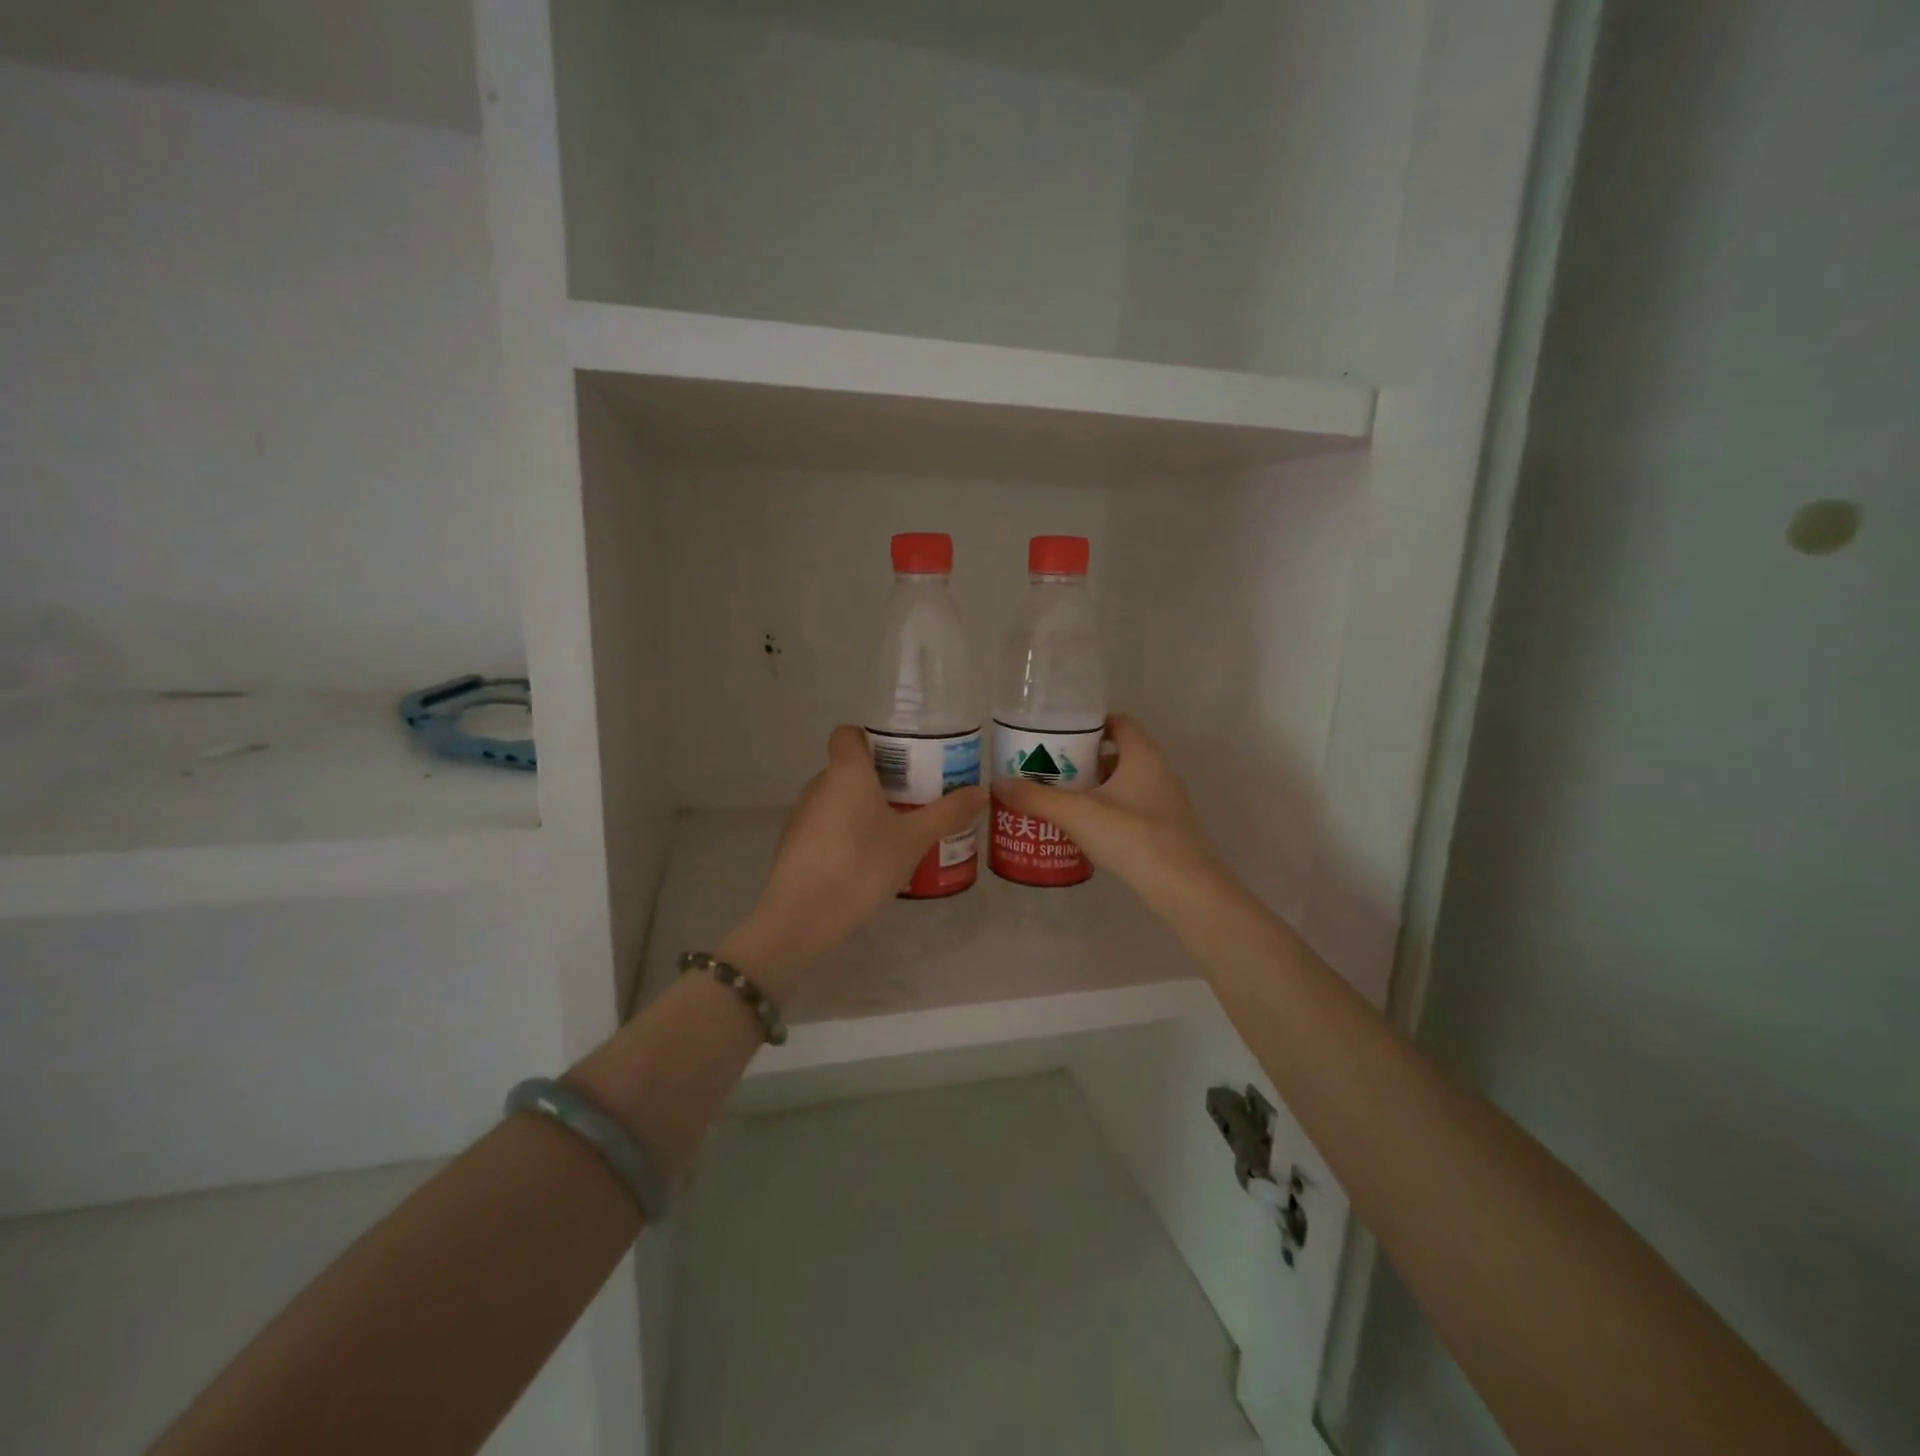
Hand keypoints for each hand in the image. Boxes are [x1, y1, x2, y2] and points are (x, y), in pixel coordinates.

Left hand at [720, 725, 987, 995]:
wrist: (802, 917)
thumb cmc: (861, 865)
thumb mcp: (913, 840)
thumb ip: (947, 813)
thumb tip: (981, 791)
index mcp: (846, 771)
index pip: (848, 733)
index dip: (872, 738)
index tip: (902, 758)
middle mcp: (819, 784)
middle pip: (849, 768)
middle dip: (880, 779)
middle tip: (915, 798)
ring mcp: (802, 816)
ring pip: (838, 799)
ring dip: (864, 808)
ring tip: (897, 832)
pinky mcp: (794, 845)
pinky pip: (827, 826)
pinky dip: (847, 833)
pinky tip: (869, 861)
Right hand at [992, 715, 1222, 915]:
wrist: (1183, 888)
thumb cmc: (1133, 837)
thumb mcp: (1077, 814)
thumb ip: (1037, 798)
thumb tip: (997, 783)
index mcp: (1143, 756)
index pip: (1120, 723)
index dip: (1091, 724)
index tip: (1061, 735)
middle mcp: (1159, 772)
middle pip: (1118, 755)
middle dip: (1084, 761)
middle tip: (1051, 770)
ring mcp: (1166, 803)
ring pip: (1124, 785)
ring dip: (1095, 789)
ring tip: (1061, 801)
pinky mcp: (1166, 830)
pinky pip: (1131, 809)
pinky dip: (1108, 813)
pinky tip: (1085, 831)